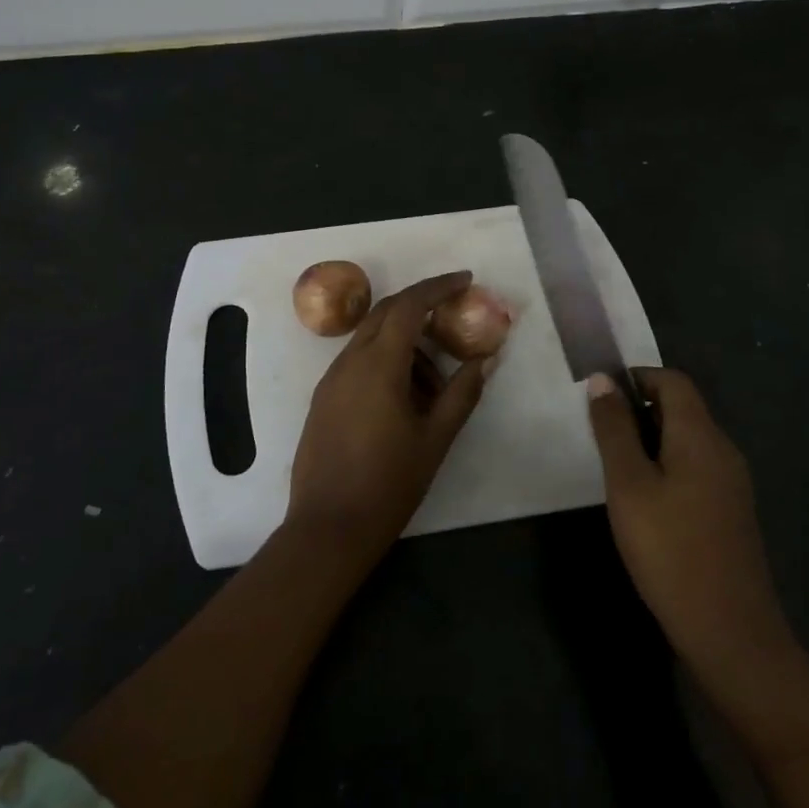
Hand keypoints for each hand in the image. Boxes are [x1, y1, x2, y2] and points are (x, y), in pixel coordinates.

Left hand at [287, 271, 492, 563]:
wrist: (328, 528)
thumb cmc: (388, 484)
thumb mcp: (435, 439)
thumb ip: (462, 394)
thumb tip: (484, 359)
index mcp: (378, 365)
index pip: (408, 307)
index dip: (437, 287)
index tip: (465, 279)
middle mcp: (349, 361)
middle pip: (386, 313)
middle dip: (421, 306)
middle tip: (454, 316)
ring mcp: (331, 379)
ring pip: (372, 339)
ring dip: (405, 344)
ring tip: (437, 385)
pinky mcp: (324, 398)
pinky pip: (359, 362)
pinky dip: (386, 362)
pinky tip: (407, 399)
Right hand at [586, 368, 794, 674]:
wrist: (730, 634)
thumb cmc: (670, 550)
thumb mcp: (628, 485)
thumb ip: (613, 429)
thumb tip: (602, 380)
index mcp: (701, 436)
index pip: (673, 381)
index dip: (636, 377)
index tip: (600, 395)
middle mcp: (723, 451)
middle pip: (682, 408)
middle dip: (639, 409)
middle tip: (599, 433)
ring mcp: (732, 484)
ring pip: (687, 440)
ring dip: (649, 440)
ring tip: (613, 466)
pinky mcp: (730, 512)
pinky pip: (695, 468)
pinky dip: (665, 466)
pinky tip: (643, 499)